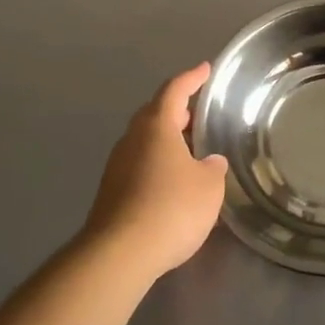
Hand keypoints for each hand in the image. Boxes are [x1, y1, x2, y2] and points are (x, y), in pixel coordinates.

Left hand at [81, 61, 228, 283]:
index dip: (192, 78)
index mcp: (156, 126)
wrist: (119, 254)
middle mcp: (132, 139)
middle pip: (155, 114)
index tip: (205, 69)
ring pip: (145, 141)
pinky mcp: (111, 192)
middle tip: (199, 113)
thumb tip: (209, 162)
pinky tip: (173, 181)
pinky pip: (139, 165)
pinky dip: (157, 164)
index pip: (175, 90)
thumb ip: (213, 168)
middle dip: (177, 110)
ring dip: (166, 140)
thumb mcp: (208, 187)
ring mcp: (117, 166)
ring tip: (191, 149)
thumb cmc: (171, 208)